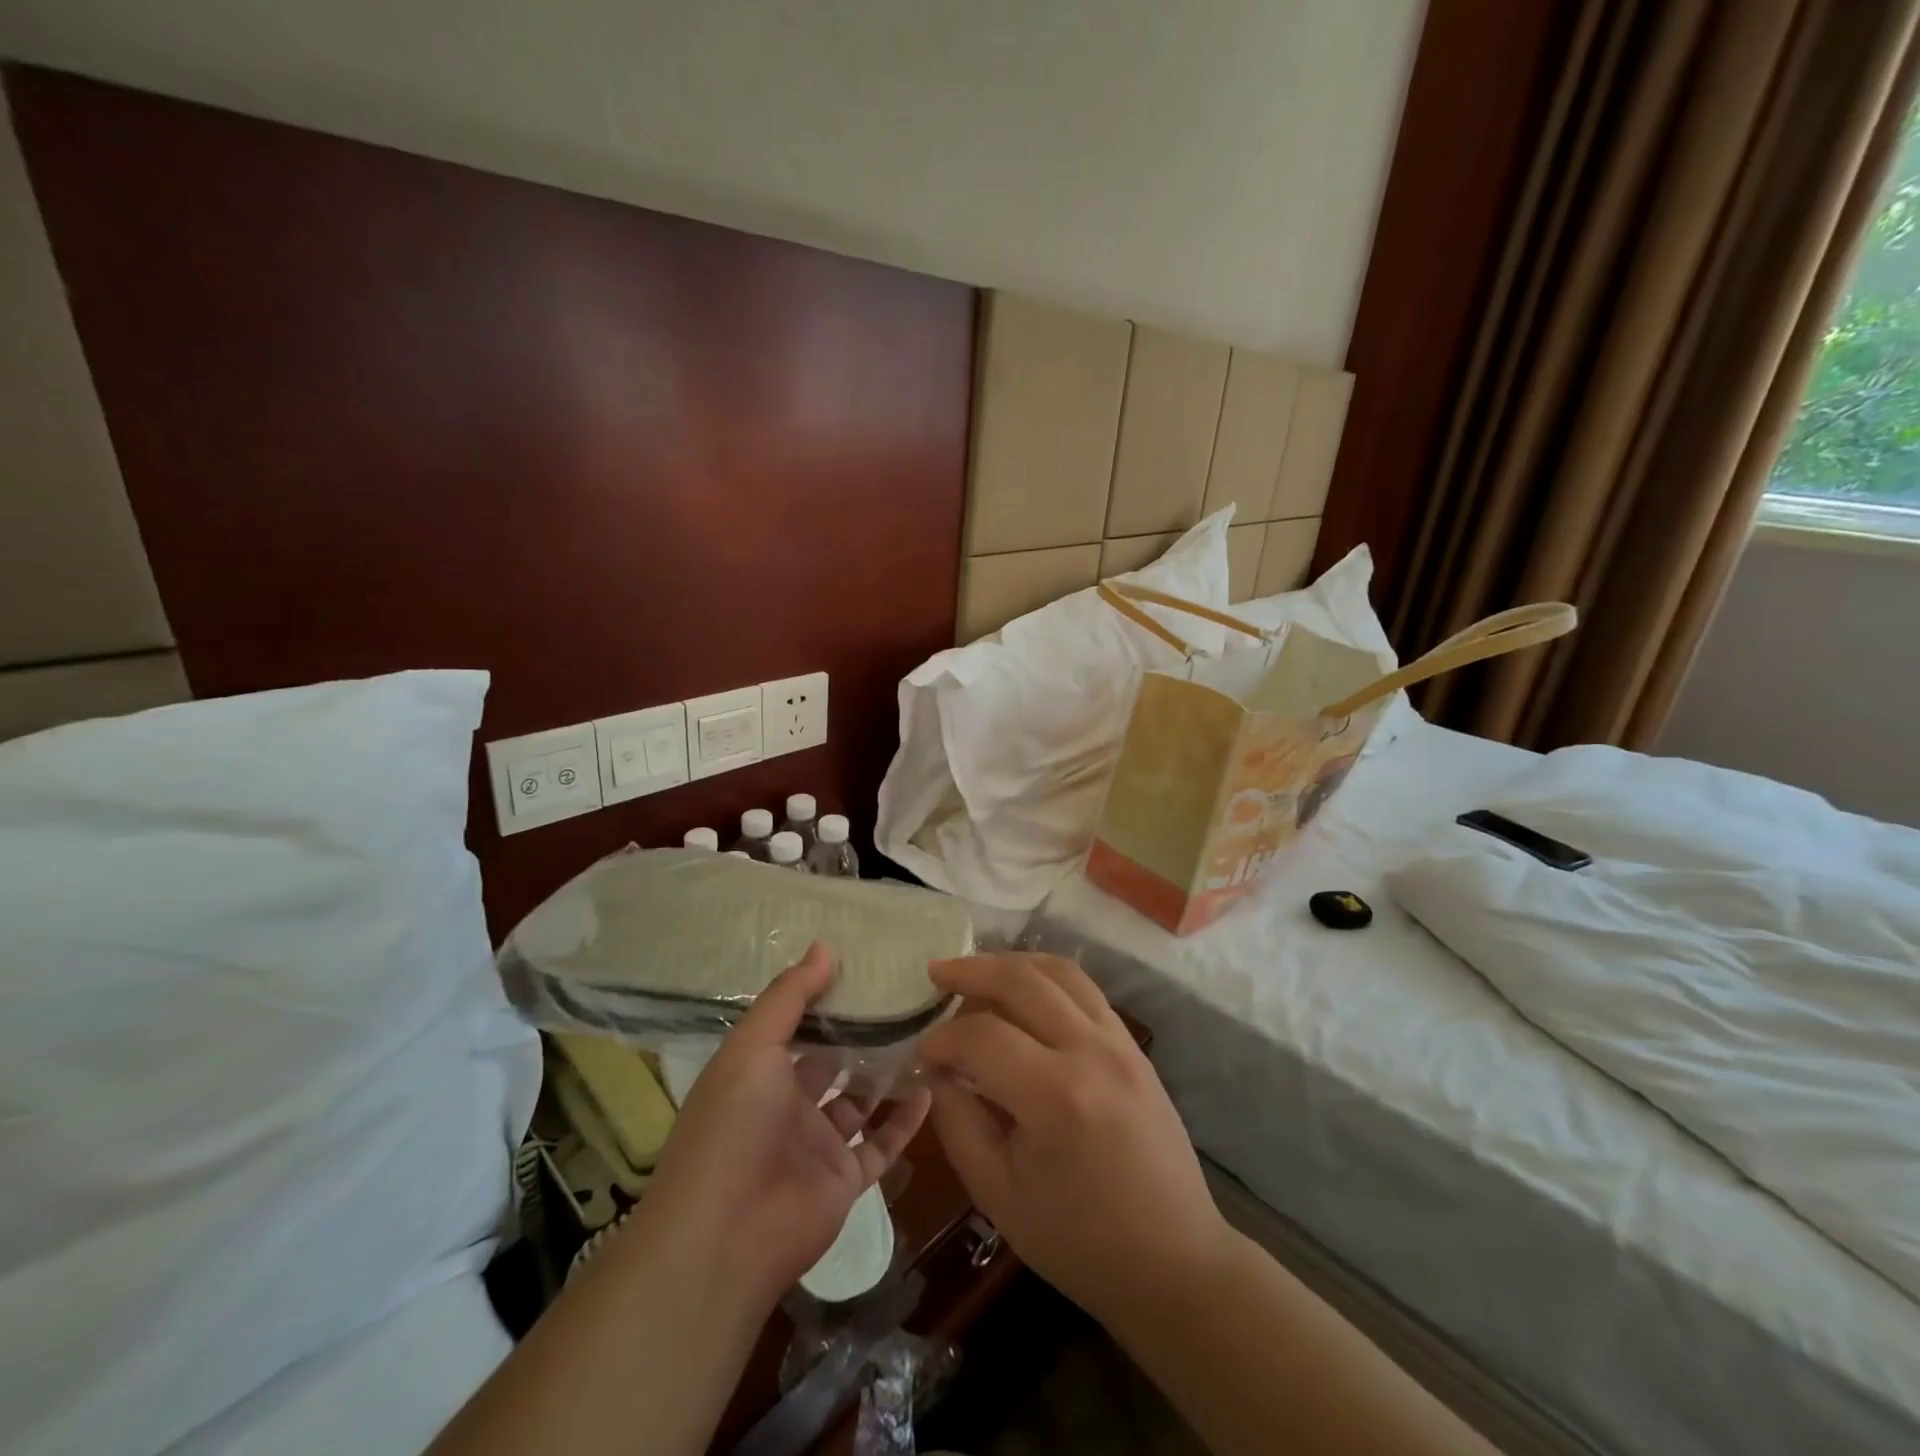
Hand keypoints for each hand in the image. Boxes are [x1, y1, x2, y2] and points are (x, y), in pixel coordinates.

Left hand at [639, 942, 930, 1308]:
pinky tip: (931, 1088)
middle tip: (905, 998)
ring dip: (887, 1074)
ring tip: (926, 1034)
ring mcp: (817, 1144)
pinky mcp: (844, 1179)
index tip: (864, 967)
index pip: (796, 1027)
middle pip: (831, 1062)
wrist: (726, 1237)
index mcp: (758, 1073)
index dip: (825, 999)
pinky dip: (905, 1120)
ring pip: (860, 1101)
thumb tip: (824, 946)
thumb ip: (790, 997)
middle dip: (861, 1034)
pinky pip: (881, 1144)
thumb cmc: (733, 1126)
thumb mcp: (753, 1047)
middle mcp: (787, 1105)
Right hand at [917, 953, 1230, 1319]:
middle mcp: (1091, 1051)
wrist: (1173, 1260)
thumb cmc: (1078, 1240)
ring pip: (1059, 972)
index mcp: (1056, 1097)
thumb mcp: (998, 1194)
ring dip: (1011, 962)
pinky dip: (1046, 977)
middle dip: (971, 971)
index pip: (983, 1036)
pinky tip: (1023, 990)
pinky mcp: (1133, 1045)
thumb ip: (958, 1122)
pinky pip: (1085, 989)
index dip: (944, 1038)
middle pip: (1022, 981)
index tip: (924, 1052)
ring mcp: (1120, 1042)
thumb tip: (937, 1071)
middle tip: (936, 974)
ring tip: (976, 971)